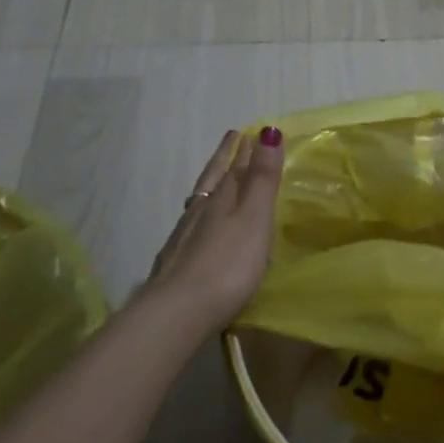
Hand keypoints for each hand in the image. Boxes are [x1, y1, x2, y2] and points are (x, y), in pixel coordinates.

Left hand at [145, 127, 285, 331]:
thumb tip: (268, 131)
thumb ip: (262, 178)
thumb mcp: (254, 217)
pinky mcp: (175, 264)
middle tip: (232, 140)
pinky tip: (199, 229)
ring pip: (199, 202)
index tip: (246, 131)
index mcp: (220, 199)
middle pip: (213, 179)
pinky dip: (200, 218)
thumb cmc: (227, 263)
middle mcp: (199, 211)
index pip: (233, 166)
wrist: (179, 311)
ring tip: (218, 180)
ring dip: (212, 187)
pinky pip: (191, 228)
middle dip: (224, 159)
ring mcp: (183, 238)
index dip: (241, 149)